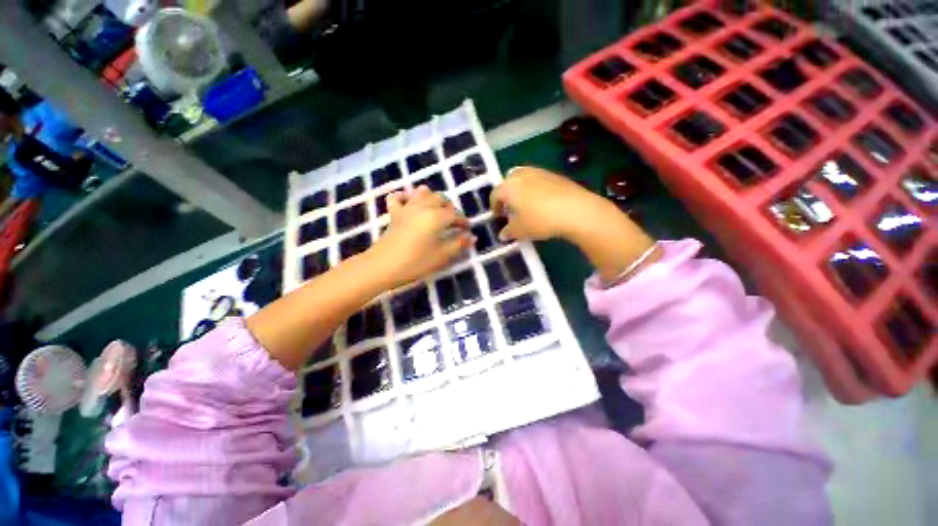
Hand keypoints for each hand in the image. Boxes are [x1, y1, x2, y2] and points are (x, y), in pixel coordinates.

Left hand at [367, 186, 472, 288]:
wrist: (383, 266)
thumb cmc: (416, 262)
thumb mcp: (442, 255)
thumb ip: (459, 244)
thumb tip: (472, 237)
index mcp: (437, 216)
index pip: (455, 214)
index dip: (463, 221)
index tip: (467, 229)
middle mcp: (423, 207)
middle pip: (441, 199)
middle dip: (450, 208)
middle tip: (454, 221)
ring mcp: (407, 208)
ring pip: (423, 193)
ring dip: (433, 198)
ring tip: (437, 209)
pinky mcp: (394, 213)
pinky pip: (399, 197)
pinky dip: (405, 196)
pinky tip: (410, 202)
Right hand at [490, 166, 612, 241]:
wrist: (575, 210)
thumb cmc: (540, 220)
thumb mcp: (521, 230)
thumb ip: (509, 231)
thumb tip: (503, 234)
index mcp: (509, 186)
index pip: (495, 194)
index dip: (494, 206)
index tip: (498, 216)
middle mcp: (522, 175)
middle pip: (509, 181)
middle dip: (507, 194)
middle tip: (511, 208)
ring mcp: (540, 172)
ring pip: (524, 178)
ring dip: (521, 190)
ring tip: (527, 205)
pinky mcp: (556, 175)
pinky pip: (539, 180)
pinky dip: (536, 189)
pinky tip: (544, 203)